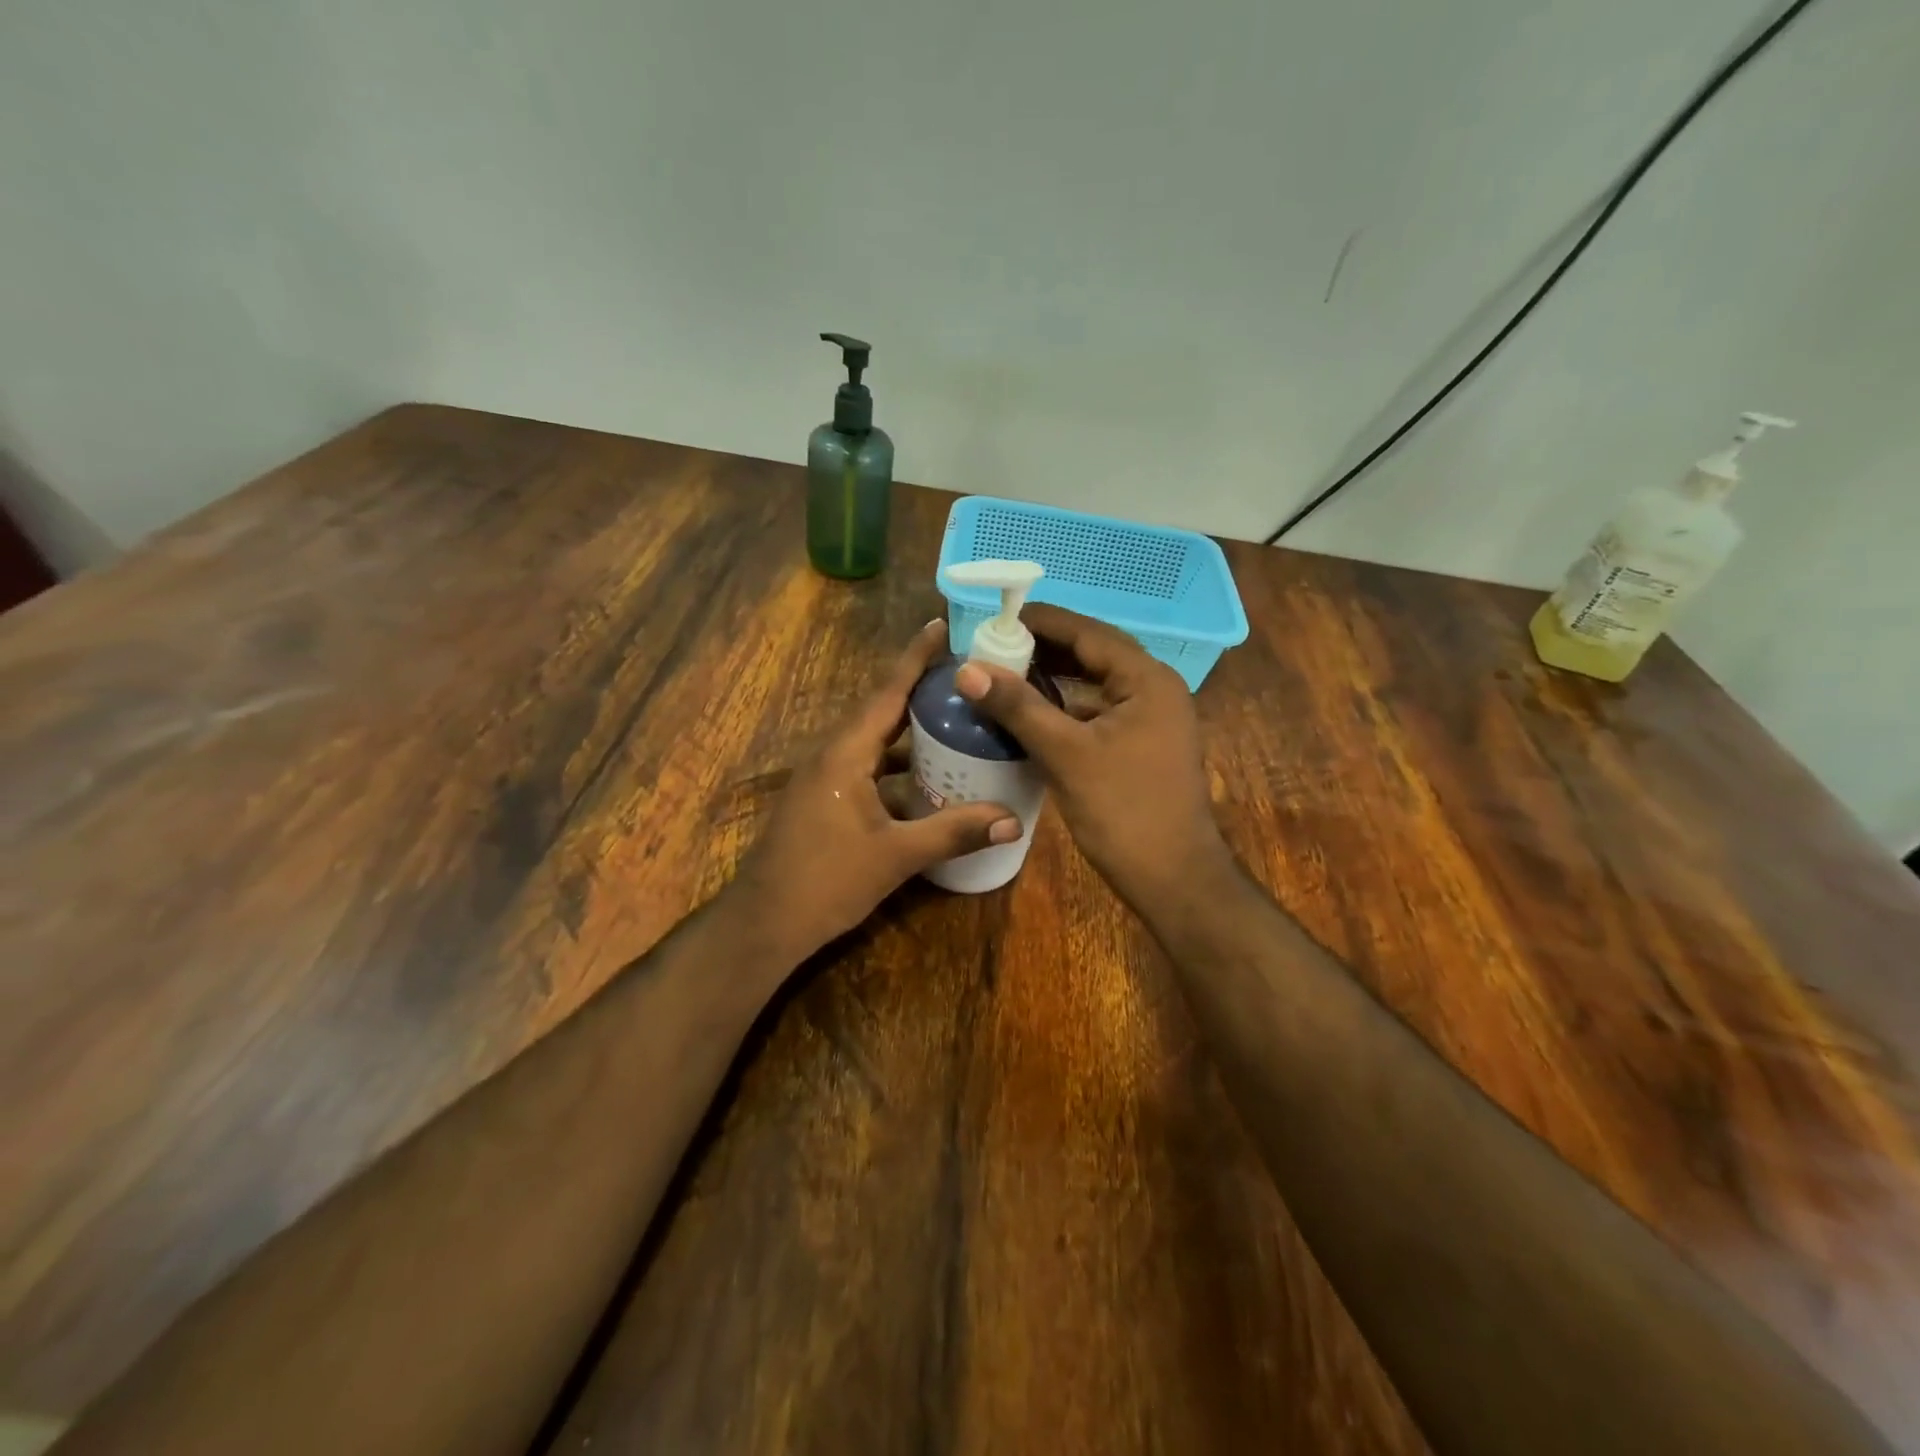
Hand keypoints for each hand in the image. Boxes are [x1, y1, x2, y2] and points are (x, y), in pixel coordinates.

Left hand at [728, 620, 1019, 962]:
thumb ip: (953, 834)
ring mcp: (826, 779)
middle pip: (882, 712)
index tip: (941, 626)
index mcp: (845, 754)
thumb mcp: (895, 856)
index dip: (915, 659)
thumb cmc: (825, 882)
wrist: (764, 924)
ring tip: (957, 721)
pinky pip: (869, 769)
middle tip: (966, 676)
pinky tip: (930, 780)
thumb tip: (1013, 820)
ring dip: (911, 731)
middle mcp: (833, 756)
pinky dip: (900, 765)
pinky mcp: (826, 801)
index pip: (887, 693)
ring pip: (875, 743)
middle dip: (921, 691)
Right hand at [952, 604, 1230, 909]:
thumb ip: (1018, 707)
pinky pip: (1097, 713)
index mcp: (1146, 680)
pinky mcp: (1141, 746)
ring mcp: (1150, 720)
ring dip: (1054, 679)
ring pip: (1094, 685)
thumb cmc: (1123, 810)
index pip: (1088, 632)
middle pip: (1093, 654)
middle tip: (994, 646)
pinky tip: (1030, 715)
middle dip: (1045, 649)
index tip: (996, 617)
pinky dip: (1065, 709)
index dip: (1042, 622)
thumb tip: (967, 669)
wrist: (1172, 878)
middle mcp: (1154, 690)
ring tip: (1005, 674)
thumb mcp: (1066, 754)